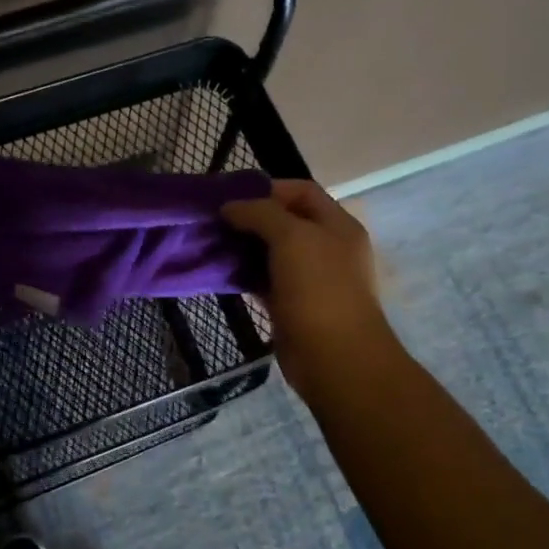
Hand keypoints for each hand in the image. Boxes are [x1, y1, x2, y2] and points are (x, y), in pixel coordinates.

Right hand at [222, 180, 400, 396]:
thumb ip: (260, 214)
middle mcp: (327, 248)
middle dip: (251, 218)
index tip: (232, 196)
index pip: (302, 191)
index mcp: (337, 225)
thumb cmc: (319, 290)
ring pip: (272, 252)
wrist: (335, 359)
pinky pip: (265, 280)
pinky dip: (244, 274)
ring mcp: (310, 279)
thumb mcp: (292, 238)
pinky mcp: (292, 305)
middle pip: (285, 221)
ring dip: (244, 246)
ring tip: (211, 243)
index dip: (268, 188)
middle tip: (215, 221)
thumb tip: (230, 206)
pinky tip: (220, 272)